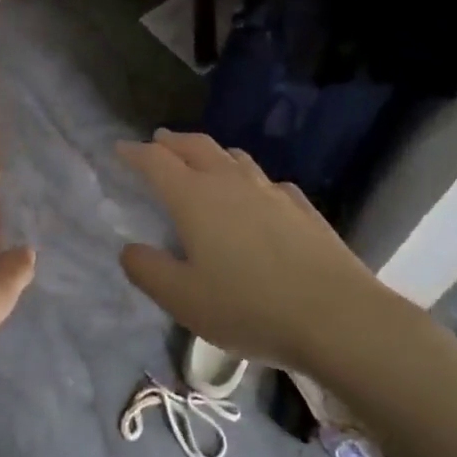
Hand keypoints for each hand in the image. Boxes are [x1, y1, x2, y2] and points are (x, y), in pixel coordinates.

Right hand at [118, 131, 379, 374]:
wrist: (336, 315)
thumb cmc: (250, 307)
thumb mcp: (184, 300)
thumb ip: (148, 271)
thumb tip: (129, 249)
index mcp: (195, 198)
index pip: (157, 161)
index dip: (135, 153)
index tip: (120, 148)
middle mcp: (230, 182)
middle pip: (196, 146)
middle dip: (172, 141)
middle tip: (158, 141)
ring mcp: (270, 190)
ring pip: (234, 157)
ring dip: (211, 153)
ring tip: (203, 159)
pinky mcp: (301, 206)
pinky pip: (267, 181)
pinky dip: (250, 178)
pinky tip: (257, 195)